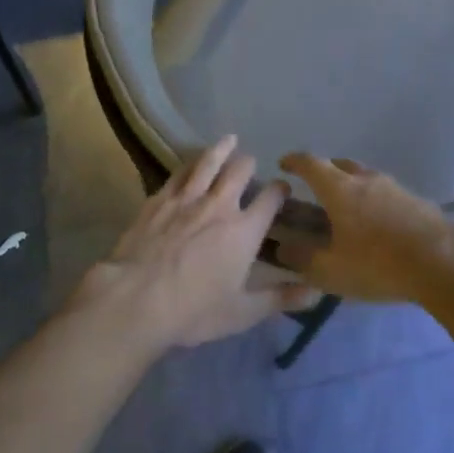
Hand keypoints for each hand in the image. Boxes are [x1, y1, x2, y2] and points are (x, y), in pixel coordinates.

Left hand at [74, 136, 321, 350]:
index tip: (283, 188)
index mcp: (244, 231)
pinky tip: (189, 162)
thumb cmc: (194, 310)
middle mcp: (218, 206)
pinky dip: (188, 164)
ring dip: (220, 149)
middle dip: (249, 164)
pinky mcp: (157, 200)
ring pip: (207, 163)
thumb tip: (317, 294)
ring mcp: (185, 199)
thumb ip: (280, 299)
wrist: (136, 299)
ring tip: (228, 140)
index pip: (270, 200)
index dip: (280, 190)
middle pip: (239, 172)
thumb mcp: (243, 312)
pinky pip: (177, 174)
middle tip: (251, 162)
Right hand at [274, 153, 453, 303]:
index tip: (284, 164)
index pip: (310, 164)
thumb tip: (282, 248)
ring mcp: (395, 187)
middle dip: (323, 171)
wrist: (445, 263)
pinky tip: (375, 224)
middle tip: (313, 189)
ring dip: (350, 185)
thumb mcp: (331, 270)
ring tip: (345, 208)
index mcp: (339, 189)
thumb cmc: (379, 264)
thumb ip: (302, 259)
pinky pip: (385, 193)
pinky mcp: (416, 201)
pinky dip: (372, 200)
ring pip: (365, 177)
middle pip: (339, 164)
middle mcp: (366, 180)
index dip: (295, 162)